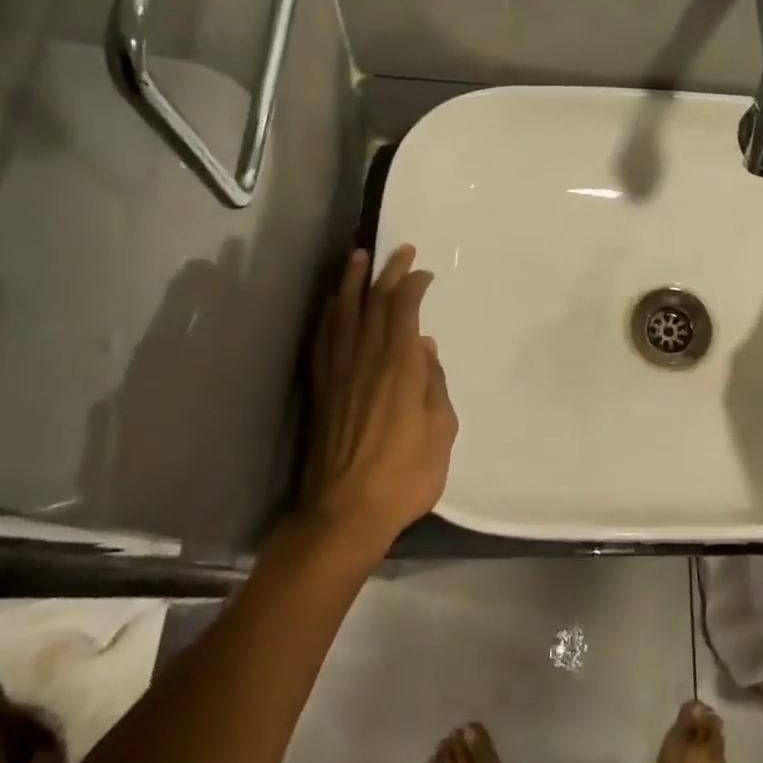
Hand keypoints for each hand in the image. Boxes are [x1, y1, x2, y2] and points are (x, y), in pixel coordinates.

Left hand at [303, 245, 456, 555]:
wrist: (344, 513)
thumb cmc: (404, 476)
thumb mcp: (442, 431)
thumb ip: (435, 385)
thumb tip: (425, 349)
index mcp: (400, 367)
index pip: (404, 310)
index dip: (414, 285)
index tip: (424, 272)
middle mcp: (366, 359)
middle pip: (374, 303)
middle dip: (387, 272)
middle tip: (398, 249)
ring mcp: (338, 373)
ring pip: (343, 314)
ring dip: (351, 283)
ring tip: (357, 257)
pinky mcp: (320, 389)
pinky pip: (322, 340)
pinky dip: (327, 316)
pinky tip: (330, 305)